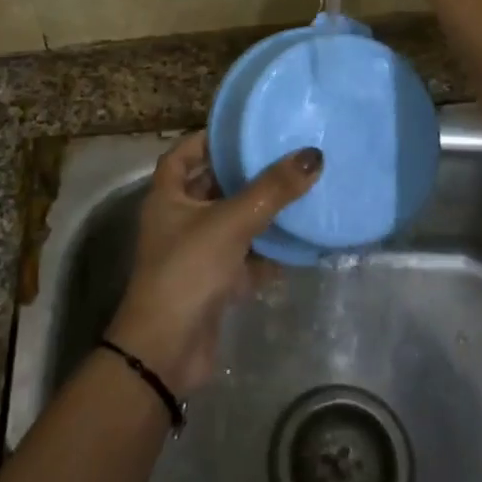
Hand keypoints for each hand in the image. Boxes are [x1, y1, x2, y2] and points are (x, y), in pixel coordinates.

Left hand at [105, 132, 322, 396]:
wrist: (168, 351)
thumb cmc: (189, 271)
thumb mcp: (231, 221)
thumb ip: (273, 189)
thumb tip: (313, 155)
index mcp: (168, 197)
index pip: (183, 155)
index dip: (208, 139)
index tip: (244, 129)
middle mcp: (178, 220)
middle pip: (212, 186)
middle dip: (244, 173)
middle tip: (282, 156)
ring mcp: (196, 254)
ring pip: (232, 222)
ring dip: (260, 211)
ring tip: (298, 190)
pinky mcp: (214, 284)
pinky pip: (245, 257)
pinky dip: (267, 251)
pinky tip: (298, 241)